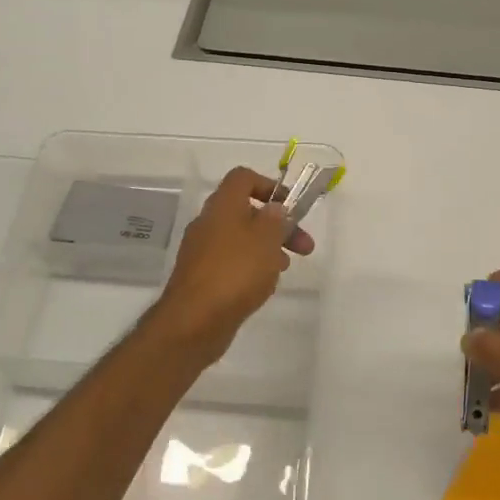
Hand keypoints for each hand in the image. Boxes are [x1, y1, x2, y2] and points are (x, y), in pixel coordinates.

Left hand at [149, 166, 314, 358]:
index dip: (269, 186)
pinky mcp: (202, 277)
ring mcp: (203, 251)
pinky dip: (251, 268)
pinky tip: (263, 286)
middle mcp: (209, 223)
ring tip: (284, 269)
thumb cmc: (235, 272)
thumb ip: (275, 219)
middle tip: (305, 247)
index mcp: (222, 206)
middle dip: (279, 226)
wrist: (194, 321)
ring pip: (241, 239)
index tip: (291, 207)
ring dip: (267, 248)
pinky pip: (232, 263)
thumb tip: (274, 208)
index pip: (243, 178)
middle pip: (247, 212)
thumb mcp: (266, 239)